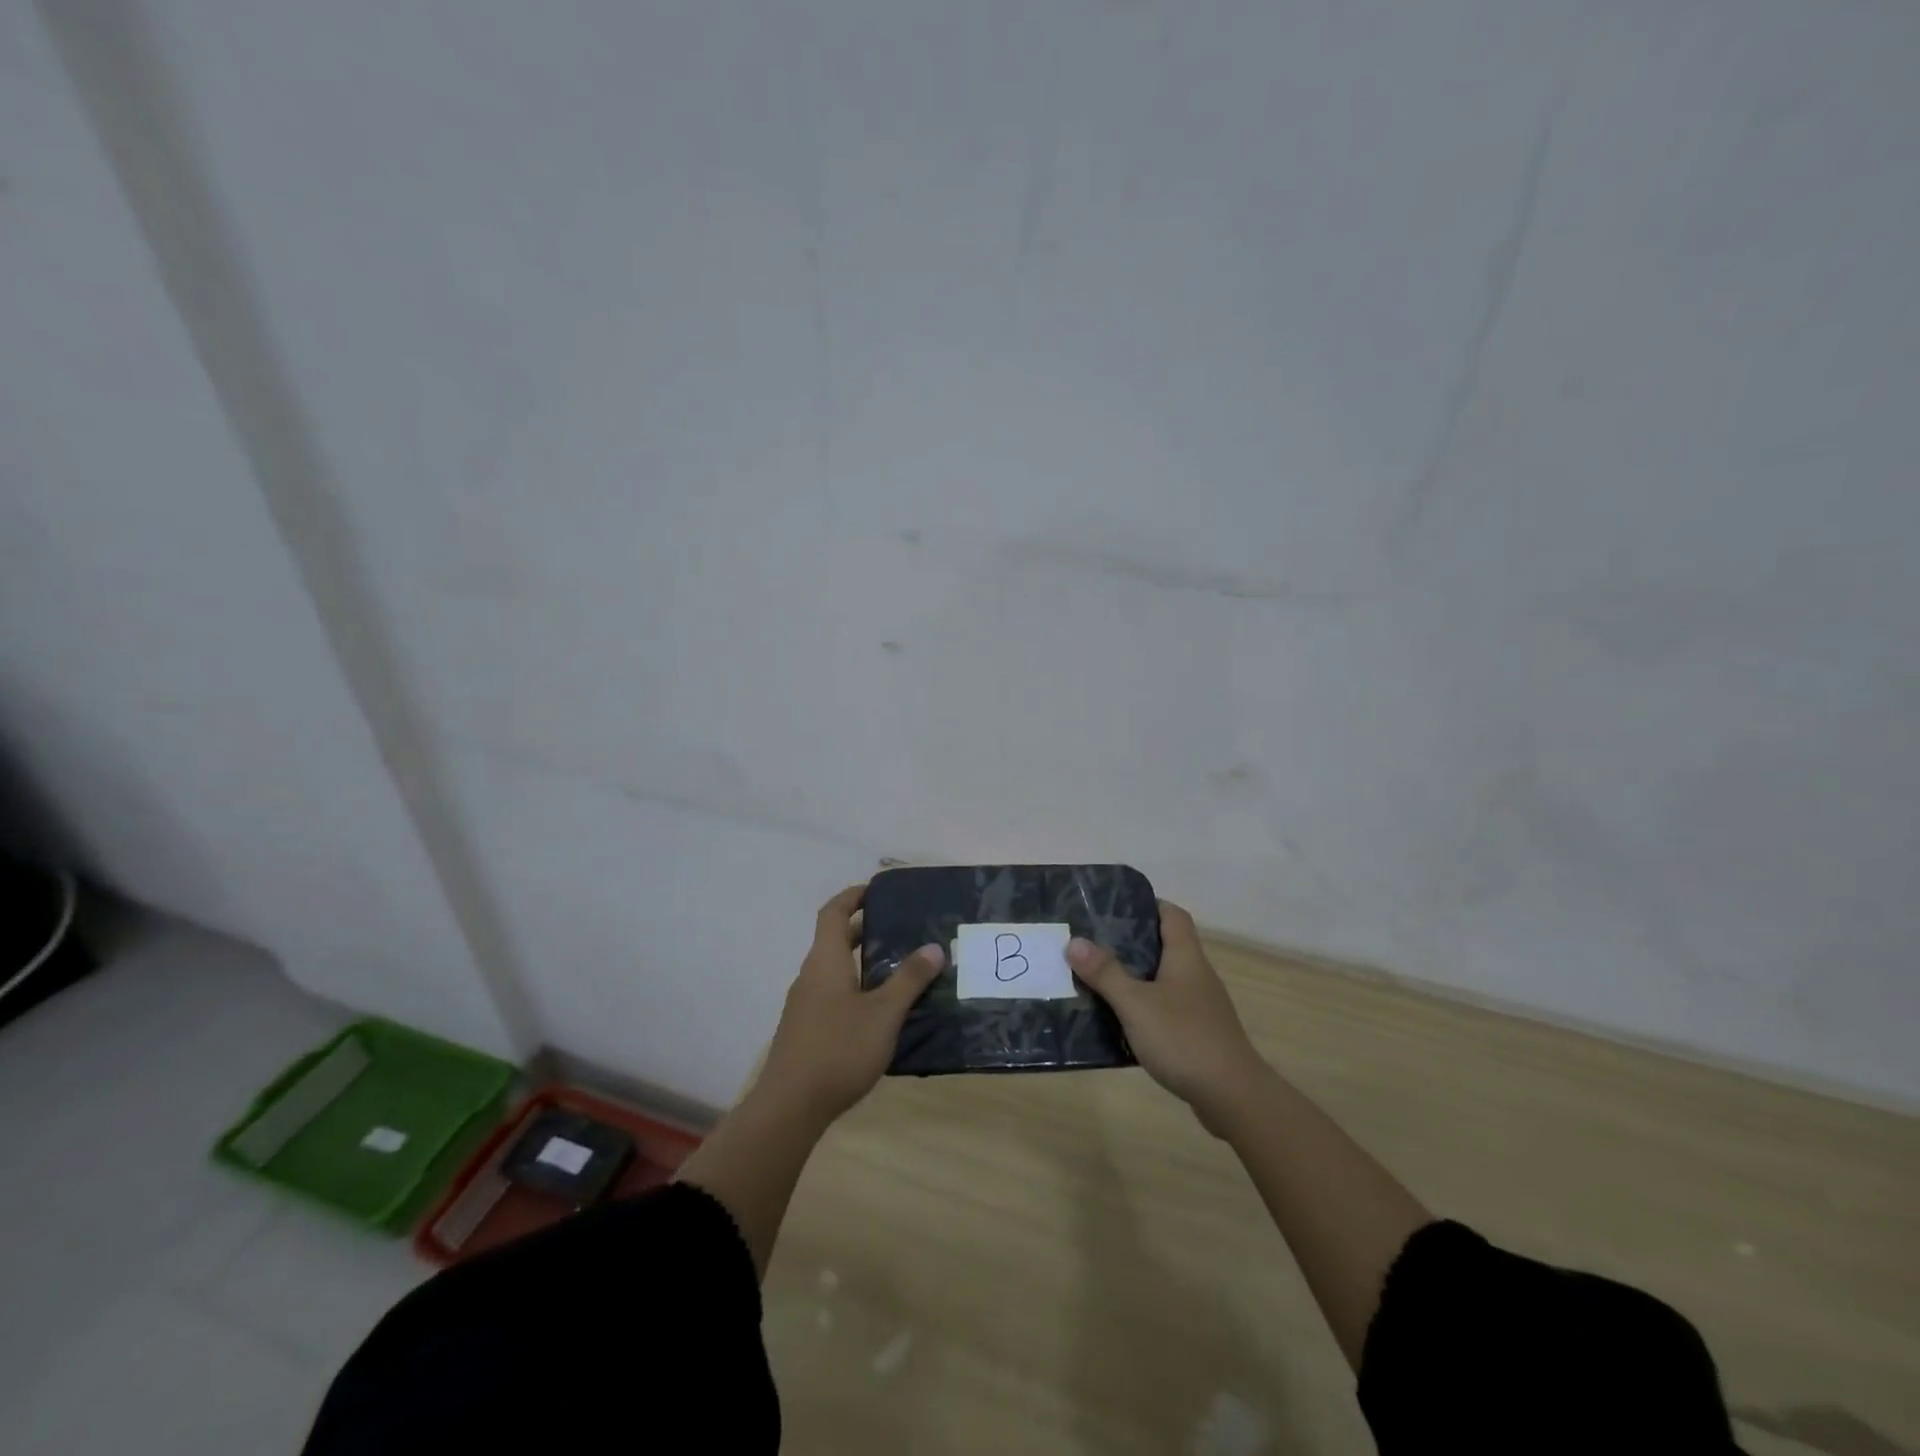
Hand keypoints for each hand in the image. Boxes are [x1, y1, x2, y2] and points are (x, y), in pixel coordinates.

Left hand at [757, 883, 944, 1124]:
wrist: (789, 1108)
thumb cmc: (838, 1049)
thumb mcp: (884, 1014)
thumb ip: (909, 980)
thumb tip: (934, 947)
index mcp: (825, 961)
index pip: (833, 912)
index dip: (853, 896)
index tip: (878, 890)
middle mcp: (811, 976)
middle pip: (834, 939)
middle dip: (864, 929)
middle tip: (901, 928)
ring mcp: (805, 1004)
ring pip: (835, 969)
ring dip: (862, 961)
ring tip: (900, 968)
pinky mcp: (807, 1030)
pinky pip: (834, 994)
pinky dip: (856, 988)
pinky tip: (881, 1010)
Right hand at [1068, 900, 1267, 1134]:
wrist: (1233, 1097)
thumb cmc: (1184, 1039)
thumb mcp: (1136, 1004)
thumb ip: (1106, 973)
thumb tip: (1074, 941)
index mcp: (1186, 957)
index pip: (1173, 915)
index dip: (1148, 904)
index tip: (1115, 907)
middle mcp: (1196, 975)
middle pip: (1165, 945)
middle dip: (1130, 942)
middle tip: (1093, 943)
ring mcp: (1200, 1006)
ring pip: (1163, 979)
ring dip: (1134, 977)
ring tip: (1098, 979)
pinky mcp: (1199, 1034)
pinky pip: (1166, 1008)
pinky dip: (1144, 1007)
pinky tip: (1119, 1020)